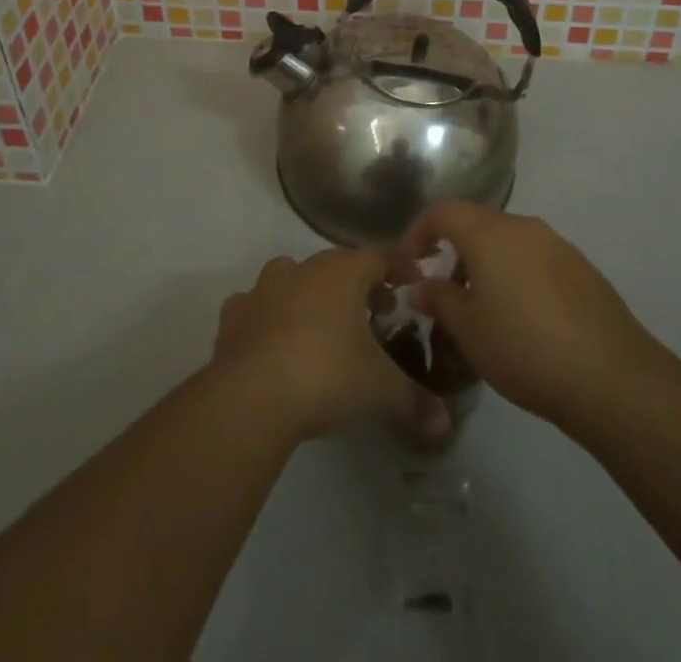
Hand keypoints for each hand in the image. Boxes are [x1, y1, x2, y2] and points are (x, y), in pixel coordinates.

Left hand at [211, 249, 447, 443]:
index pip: (379, 256)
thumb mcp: (380, 390)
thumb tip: (445, 423)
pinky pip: (255, 305)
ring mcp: (264, 289)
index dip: (398, 266)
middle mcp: (304, 269)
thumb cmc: (327, 375)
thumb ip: (415, 401)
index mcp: (343, 273)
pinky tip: (273, 339)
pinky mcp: (235, 316)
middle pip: (337, 265)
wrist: (251, 395)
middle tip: (377, 311)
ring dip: (310, 292)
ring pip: (292, 276)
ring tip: (323, 324)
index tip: (413, 279)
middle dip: (359, 284)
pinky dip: (267, 315)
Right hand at [400, 200, 661, 431]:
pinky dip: (516, 275)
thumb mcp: (468, 330)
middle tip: (443, 289)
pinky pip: (535, 259)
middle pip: (477, 223)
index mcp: (489, 233)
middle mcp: (523, 227)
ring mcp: (557, 245)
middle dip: (453, 249)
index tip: (409, 262)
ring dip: (486, 263)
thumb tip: (422, 286)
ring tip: (481, 308)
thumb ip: (439, 300)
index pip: (443, 211)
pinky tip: (521, 317)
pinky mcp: (582, 268)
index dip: (419, 231)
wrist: (611, 376)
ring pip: (508, 241)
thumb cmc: (524, 347)